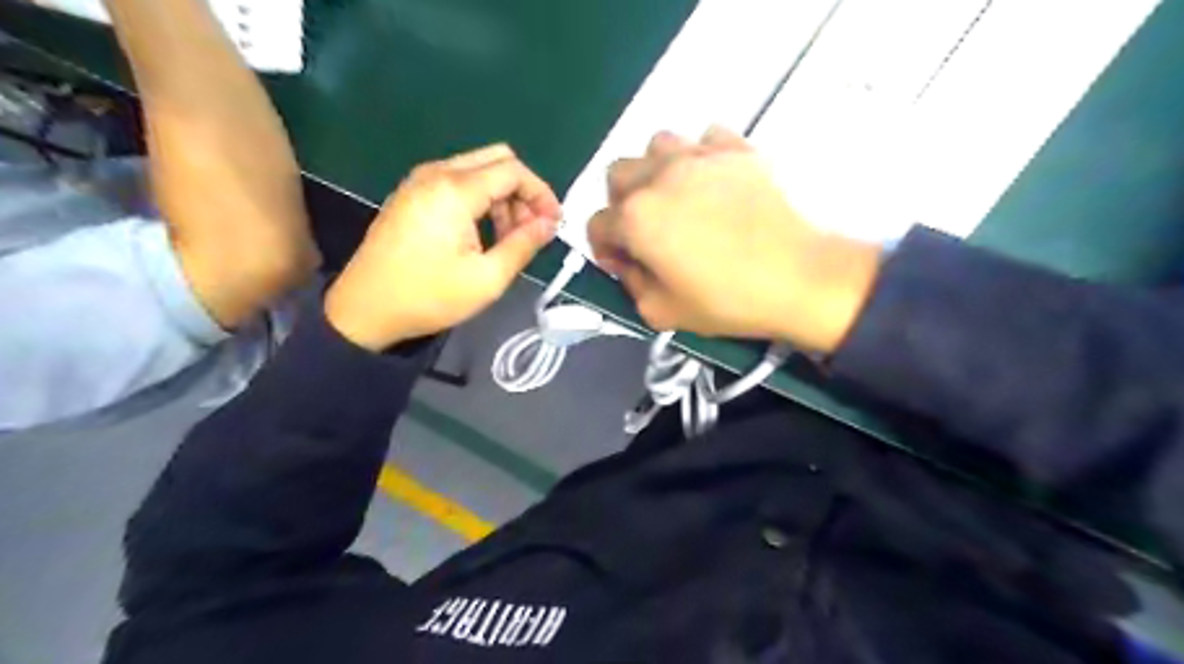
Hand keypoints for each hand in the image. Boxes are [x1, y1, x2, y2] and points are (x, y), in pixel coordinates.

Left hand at [325, 143, 560, 352]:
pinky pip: (456, 182)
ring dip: (502, 197)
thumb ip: (524, 244)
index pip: (513, 171)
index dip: (541, 193)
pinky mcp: (410, 195)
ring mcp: (419, 182)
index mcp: (455, 190)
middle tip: (531, 229)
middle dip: (522, 191)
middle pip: (496, 160)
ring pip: (477, 170)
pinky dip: (479, 200)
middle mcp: (436, 173)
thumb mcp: (486, 278)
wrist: (364, 310)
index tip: (553, 224)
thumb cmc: (428, 297)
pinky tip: (481, 234)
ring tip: (508, 239)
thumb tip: (550, 223)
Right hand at [583, 124, 876, 352]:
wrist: (799, 278)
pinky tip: (712, 181)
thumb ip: (631, 285)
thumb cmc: (729, 300)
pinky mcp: (737, 149)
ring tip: (675, 197)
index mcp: (637, 218)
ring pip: (657, 146)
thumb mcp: (663, 313)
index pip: (597, 224)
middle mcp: (660, 176)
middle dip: (621, 204)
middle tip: (644, 230)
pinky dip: (700, 156)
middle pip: (617, 176)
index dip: (604, 249)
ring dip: (655, 171)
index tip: (622, 264)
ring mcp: (700, 156)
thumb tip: (629, 265)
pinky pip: (705, 139)